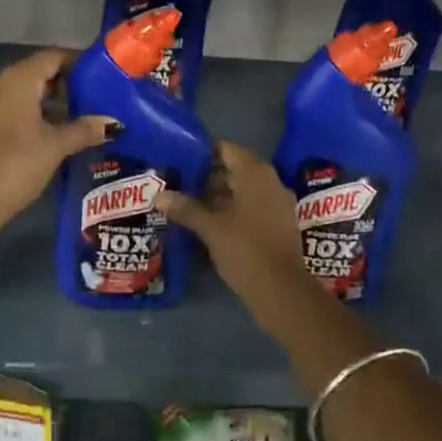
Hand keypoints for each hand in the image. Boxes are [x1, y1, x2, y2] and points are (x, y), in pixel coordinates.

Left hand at [0, 49, 114, 236]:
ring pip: (25, 91)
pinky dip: (35, 113)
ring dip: (52, 100)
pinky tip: (56, 131)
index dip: (78, 61)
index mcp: (17, 80)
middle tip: (97, 96)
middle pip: (39, 71)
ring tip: (82, 114)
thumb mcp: (56, 146)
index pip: (53, 56)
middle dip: (68, 82)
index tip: (102, 73)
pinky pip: (13, 107)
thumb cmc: (15, 165)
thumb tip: (113, 123)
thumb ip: (85, 129)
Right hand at [156, 141, 306, 289]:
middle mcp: (270, 181)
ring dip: (219, 194)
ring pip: (243, 189)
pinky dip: (232, 208)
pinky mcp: (278, 223)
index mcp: (256, 174)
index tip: (181, 158)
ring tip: (189, 203)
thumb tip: (159, 196)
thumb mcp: (211, 228)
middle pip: (235, 168)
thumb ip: (186, 209)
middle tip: (180, 182)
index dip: (203, 151)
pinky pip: (252, 205)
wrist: (282, 291)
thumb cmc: (245, 250)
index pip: (227, 149)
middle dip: (208, 175)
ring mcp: (277, 202)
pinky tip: (210, 222)